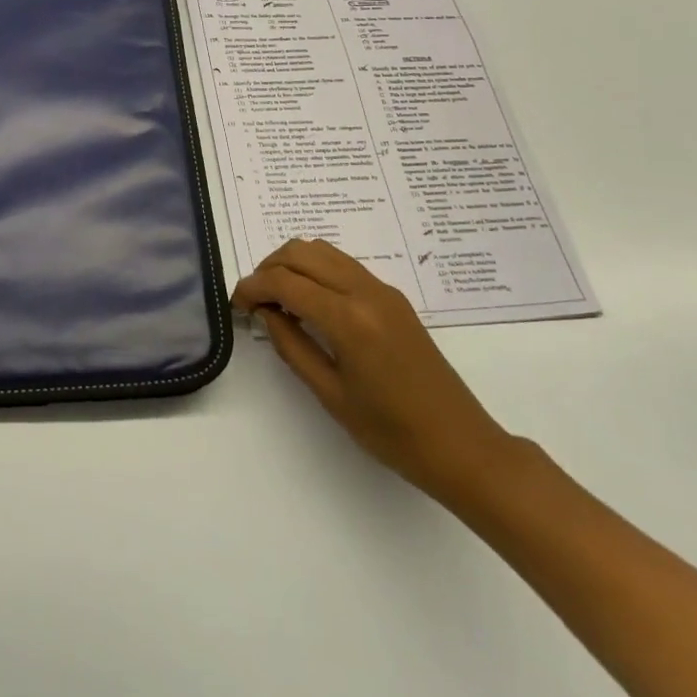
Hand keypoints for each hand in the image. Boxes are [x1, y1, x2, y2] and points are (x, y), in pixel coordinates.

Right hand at [233, 239, 515, 499]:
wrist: (460, 444)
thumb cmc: (390, 432)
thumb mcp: (330, 394)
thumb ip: (291, 346)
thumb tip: (266, 313)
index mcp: (348, 318)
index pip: (285, 281)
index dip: (252, 287)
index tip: (236, 305)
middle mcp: (365, 291)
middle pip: (302, 252)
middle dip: (268, 268)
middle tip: (255, 301)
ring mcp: (383, 290)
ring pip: (323, 251)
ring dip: (292, 265)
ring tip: (278, 300)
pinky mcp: (393, 297)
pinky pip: (343, 265)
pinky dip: (316, 271)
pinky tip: (309, 303)